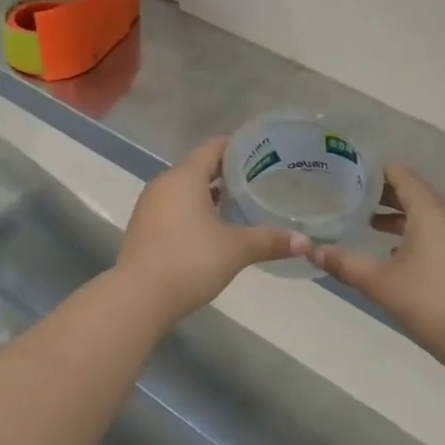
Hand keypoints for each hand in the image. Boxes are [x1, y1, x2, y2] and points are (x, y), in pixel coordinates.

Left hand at [115, 137, 303, 322]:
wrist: (138, 298)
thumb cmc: (189, 261)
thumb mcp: (236, 249)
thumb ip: (270, 240)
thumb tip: (306, 242)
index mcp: (184, 177)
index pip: (213, 148)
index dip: (238, 146)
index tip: (264, 151)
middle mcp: (164, 184)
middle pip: (199, 167)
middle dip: (228, 172)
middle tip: (260, 179)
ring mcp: (150, 206)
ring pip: (186, 190)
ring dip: (211, 194)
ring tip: (242, 203)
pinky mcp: (145, 228)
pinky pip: (175, 208)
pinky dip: (195, 210)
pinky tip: (215, 228)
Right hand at [312, 164, 444, 358]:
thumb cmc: (427, 299)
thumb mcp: (379, 281)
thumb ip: (344, 263)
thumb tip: (310, 250)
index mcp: (428, 210)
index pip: (400, 175)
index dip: (374, 171)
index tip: (346, 173)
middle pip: (412, 192)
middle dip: (381, 193)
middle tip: (348, 196)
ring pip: (423, 214)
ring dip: (396, 214)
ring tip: (364, 222)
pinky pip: (432, 232)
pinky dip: (410, 232)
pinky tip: (389, 252)